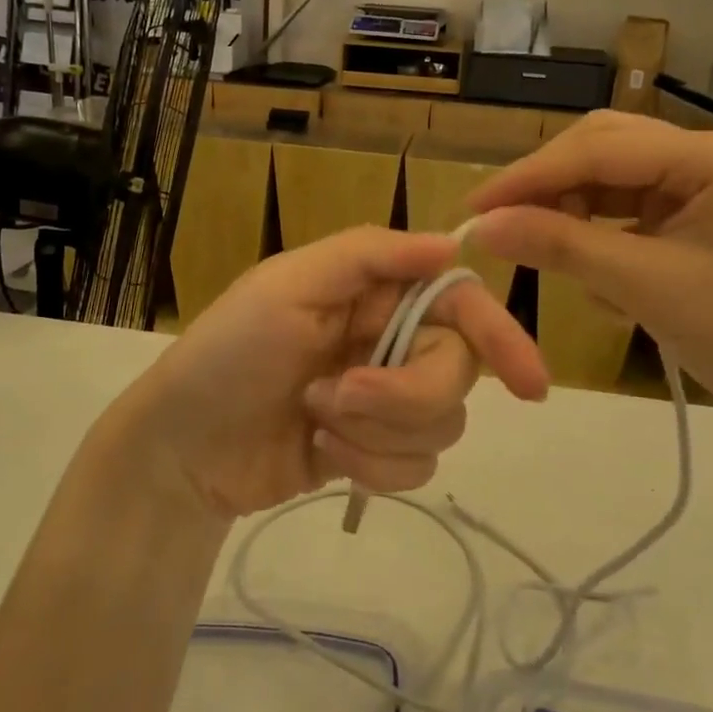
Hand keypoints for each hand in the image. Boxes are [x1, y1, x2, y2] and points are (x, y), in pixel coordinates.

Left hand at [110, 227, 548, 520]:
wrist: (182, 449)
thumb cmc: (228, 353)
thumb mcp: (286, 285)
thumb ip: (369, 256)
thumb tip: (452, 243)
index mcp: (374, 291)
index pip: (459, 303)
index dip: (499, 335)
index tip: (530, 384)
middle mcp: (389, 339)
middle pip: (456, 370)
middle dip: (404, 394)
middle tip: (341, 396)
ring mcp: (383, 400)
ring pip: (441, 424)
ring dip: (378, 432)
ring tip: (317, 420)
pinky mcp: (374, 452)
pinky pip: (416, 467)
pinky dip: (372, 468)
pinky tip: (322, 453)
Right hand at [468, 112, 712, 449]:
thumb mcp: (646, 288)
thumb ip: (561, 246)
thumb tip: (484, 226)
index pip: (599, 149)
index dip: (528, 178)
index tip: (472, 208)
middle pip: (604, 149)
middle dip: (548, 187)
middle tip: (497, 224)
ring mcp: (709, 181)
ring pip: (613, 178)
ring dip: (572, 211)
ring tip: (542, 251)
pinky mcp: (702, 212)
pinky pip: (632, 208)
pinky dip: (601, 234)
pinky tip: (593, 272)